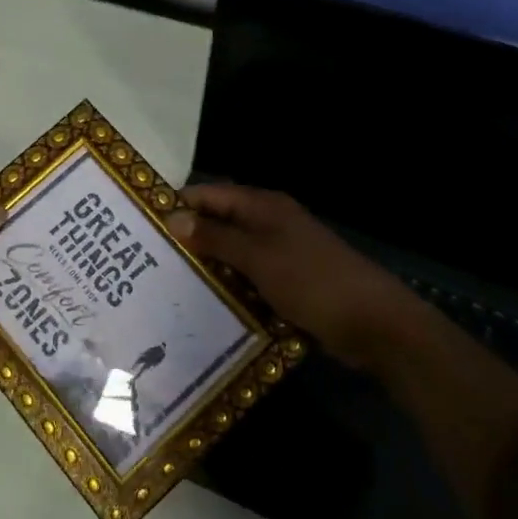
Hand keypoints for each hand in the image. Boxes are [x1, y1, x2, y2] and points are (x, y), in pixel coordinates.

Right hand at [167, 184, 425, 367]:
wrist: (374, 324)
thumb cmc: (313, 281)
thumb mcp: (259, 257)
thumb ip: (217, 238)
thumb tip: (173, 218)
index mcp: (264, 207)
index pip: (212, 194)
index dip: (180, 203)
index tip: (143, 221)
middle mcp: (270, 224)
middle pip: (220, 223)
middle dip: (188, 237)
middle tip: (147, 258)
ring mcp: (281, 255)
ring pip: (233, 254)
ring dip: (207, 265)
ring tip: (164, 283)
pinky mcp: (288, 284)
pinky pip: (248, 279)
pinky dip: (229, 287)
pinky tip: (203, 303)